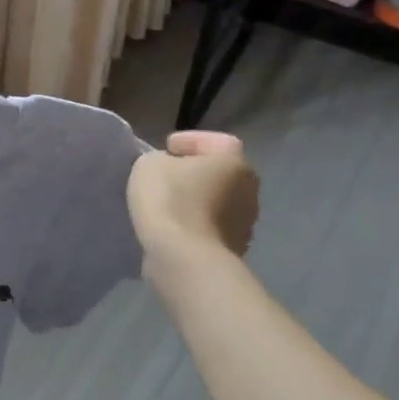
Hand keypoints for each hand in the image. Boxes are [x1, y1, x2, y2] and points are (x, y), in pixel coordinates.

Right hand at [126, 130, 259, 287]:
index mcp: (234, 163)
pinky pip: (211, 227)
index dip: (191, 141)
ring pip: (217, 201)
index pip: (217, 141)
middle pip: (220, 173)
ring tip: (166, 203)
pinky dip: (195, 223)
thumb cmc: (171, 200)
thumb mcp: (150, 164)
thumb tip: (171, 170)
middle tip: (166, 175)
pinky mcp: (234, 249)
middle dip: (195, 172)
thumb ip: (161, 159)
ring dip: (196, 200)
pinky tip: (172, 226)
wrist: (185, 258)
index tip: (166, 149)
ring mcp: (245, 223)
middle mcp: (249, 191)